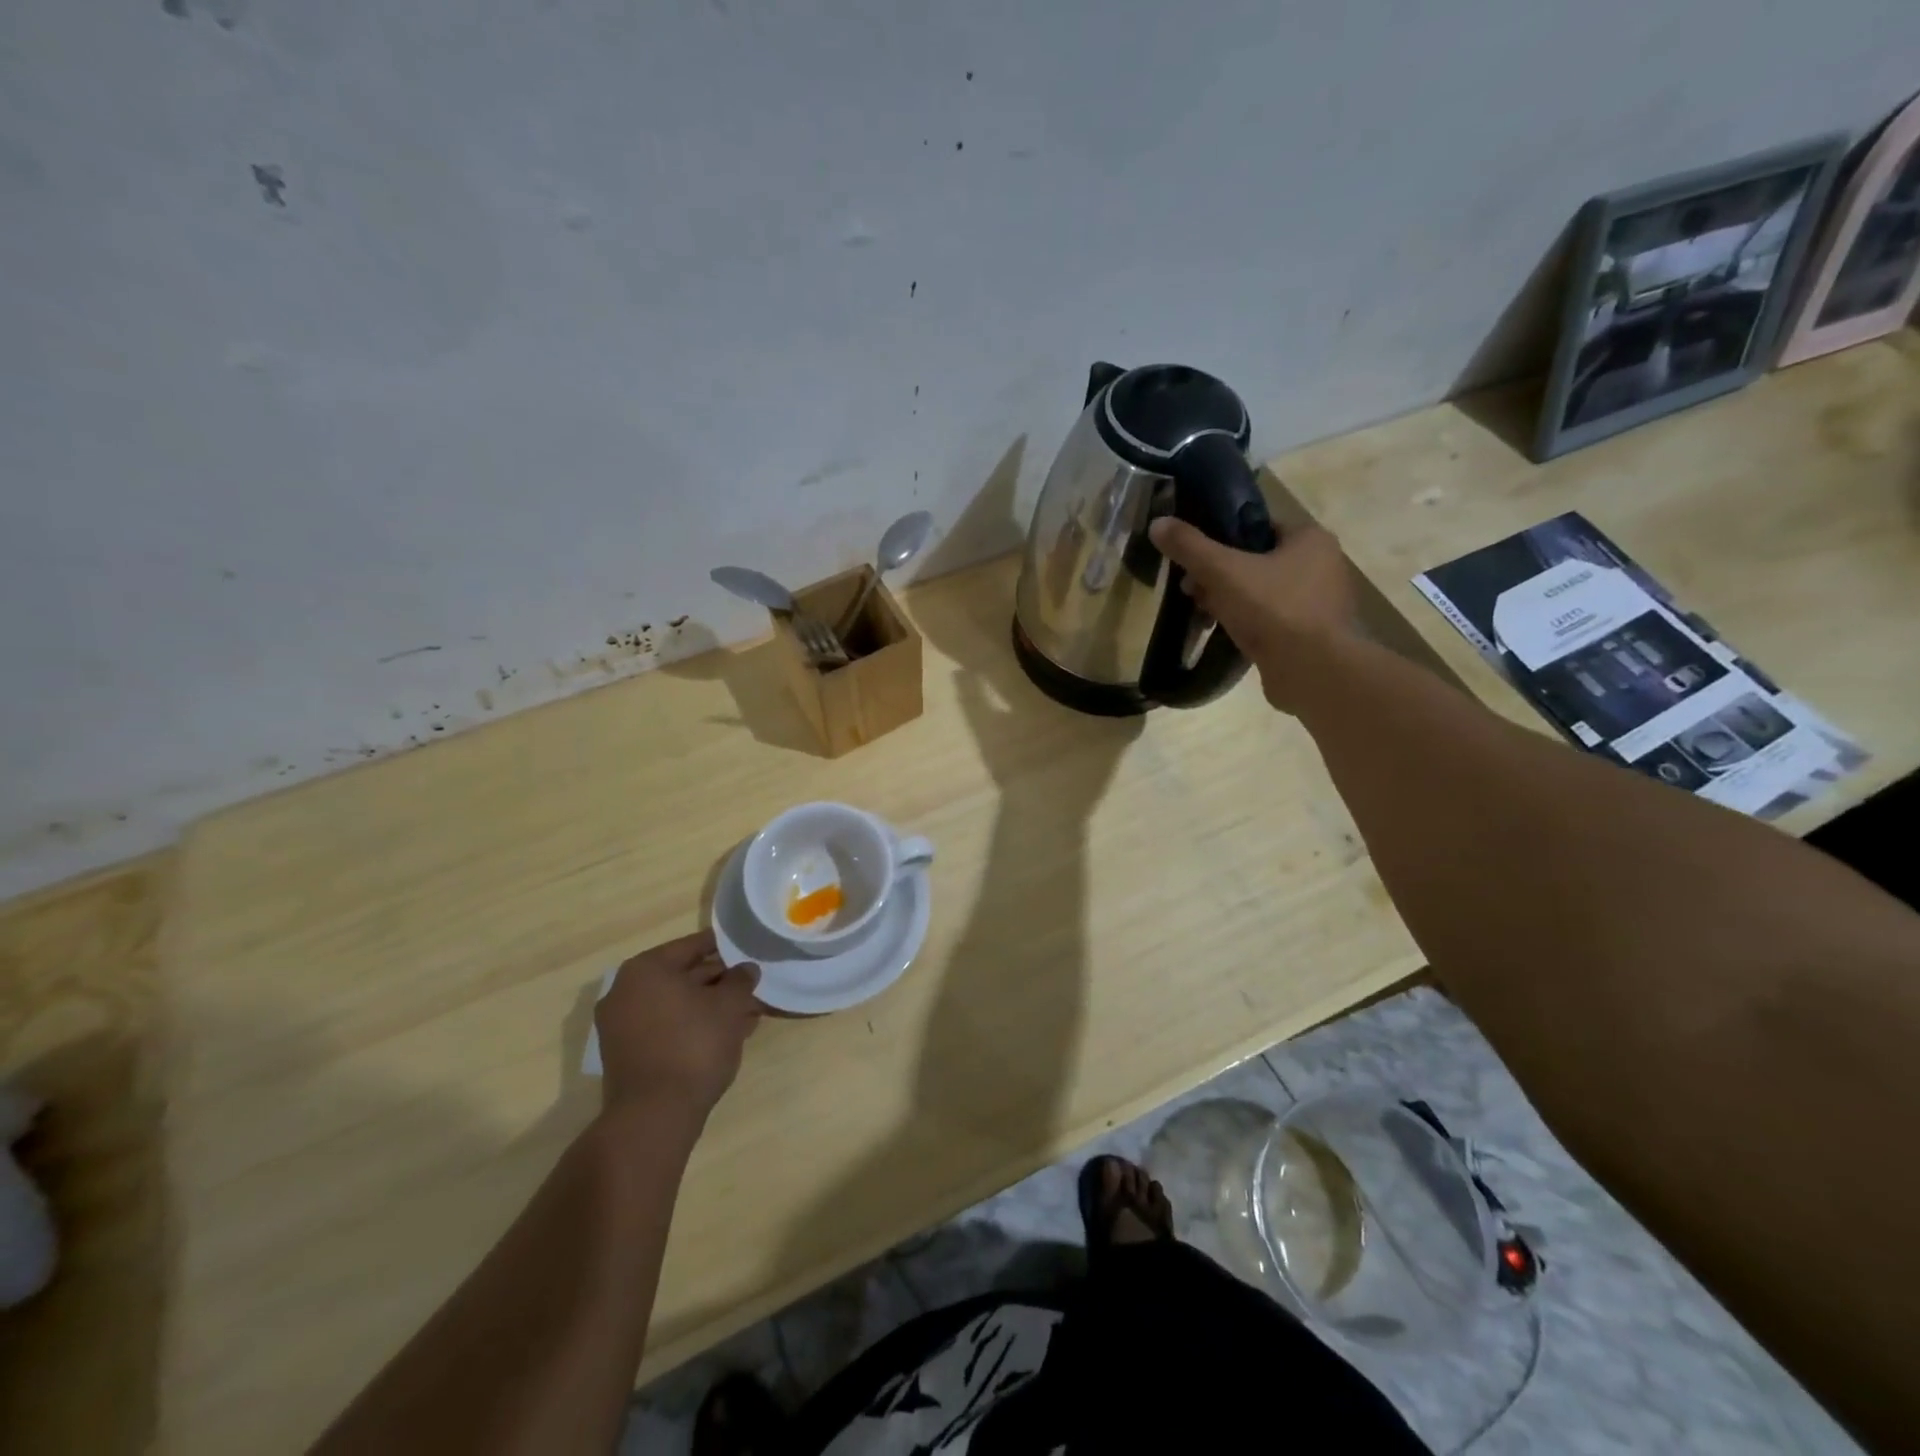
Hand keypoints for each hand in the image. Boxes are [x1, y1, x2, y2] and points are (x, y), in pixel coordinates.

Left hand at [596, 929, 759, 1121]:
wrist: (654, 1115)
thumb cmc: (694, 1045)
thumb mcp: (730, 1005)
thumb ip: (740, 980)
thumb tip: (746, 969)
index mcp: (646, 969)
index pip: (693, 946)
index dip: (725, 947)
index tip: (748, 951)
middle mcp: (626, 991)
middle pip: (683, 975)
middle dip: (720, 982)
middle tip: (751, 987)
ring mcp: (621, 1025)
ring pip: (676, 1004)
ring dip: (709, 1007)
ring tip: (746, 1015)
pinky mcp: (626, 1054)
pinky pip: (666, 1027)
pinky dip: (692, 1026)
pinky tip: (724, 1036)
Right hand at [1148, 516, 1356, 713]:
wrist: (1313, 671)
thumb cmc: (1273, 610)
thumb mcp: (1223, 571)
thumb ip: (1190, 546)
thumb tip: (1157, 523)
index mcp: (1310, 539)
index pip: (1258, 526)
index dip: (1221, 538)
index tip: (1194, 558)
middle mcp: (1322, 566)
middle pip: (1256, 561)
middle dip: (1219, 575)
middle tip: (1191, 590)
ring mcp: (1319, 603)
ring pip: (1262, 593)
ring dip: (1230, 601)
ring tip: (1203, 614)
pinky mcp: (1311, 636)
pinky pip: (1271, 620)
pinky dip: (1248, 624)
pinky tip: (1225, 635)